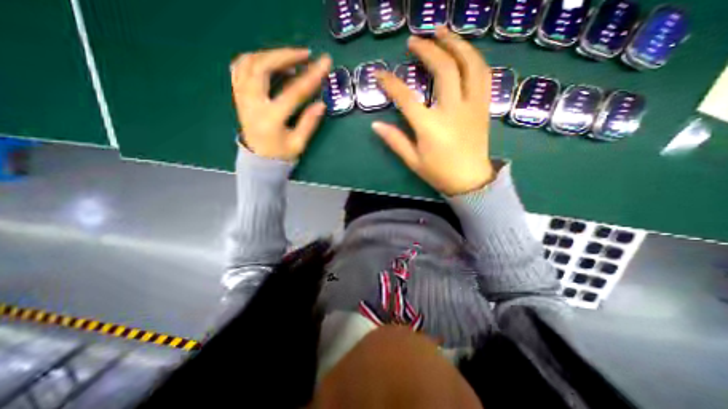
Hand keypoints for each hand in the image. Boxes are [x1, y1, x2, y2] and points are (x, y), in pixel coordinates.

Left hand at [229, 47, 331, 159]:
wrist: (257, 160)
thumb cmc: (280, 155)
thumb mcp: (298, 144)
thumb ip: (309, 123)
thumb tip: (321, 104)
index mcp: (271, 118)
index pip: (293, 92)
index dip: (311, 76)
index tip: (325, 63)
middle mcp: (252, 103)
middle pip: (263, 67)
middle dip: (285, 55)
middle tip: (305, 54)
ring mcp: (242, 97)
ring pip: (249, 62)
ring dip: (271, 54)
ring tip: (290, 58)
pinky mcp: (239, 95)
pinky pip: (239, 67)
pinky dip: (255, 58)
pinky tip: (269, 61)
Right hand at [375, 27, 493, 195]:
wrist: (470, 181)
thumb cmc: (439, 173)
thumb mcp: (413, 161)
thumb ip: (395, 141)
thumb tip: (376, 125)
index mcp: (430, 127)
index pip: (406, 97)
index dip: (390, 83)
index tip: (379, 73)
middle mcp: (452, 110)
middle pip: (443, 69)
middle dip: (427, 50)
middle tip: (414, 41)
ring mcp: (472, 106)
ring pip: (469, 64)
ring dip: (455, 43)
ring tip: (441, 31)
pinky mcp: (483, 106)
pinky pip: (483, 75)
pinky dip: (473, 58)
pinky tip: (463, 52)